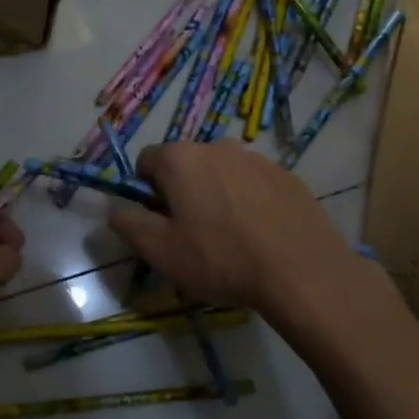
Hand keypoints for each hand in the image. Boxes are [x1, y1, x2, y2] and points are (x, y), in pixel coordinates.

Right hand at [108, 141, 368, 317]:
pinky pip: (253, 184)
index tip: (159, 222)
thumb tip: (117, 210)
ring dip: (216, 195)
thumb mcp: (160, 251)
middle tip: (192, 233)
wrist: (302, 272)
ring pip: (221, 173)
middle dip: (182, 191)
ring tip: (230, 237)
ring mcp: (257, 159)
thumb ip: (128, 224)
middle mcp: (218, 146)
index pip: (146, 161)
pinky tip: (259, 235)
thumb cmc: (220, 259)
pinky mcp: (288, 176)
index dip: (145, 192)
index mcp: (181, 158)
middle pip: (185, 164)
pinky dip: (248, 202)